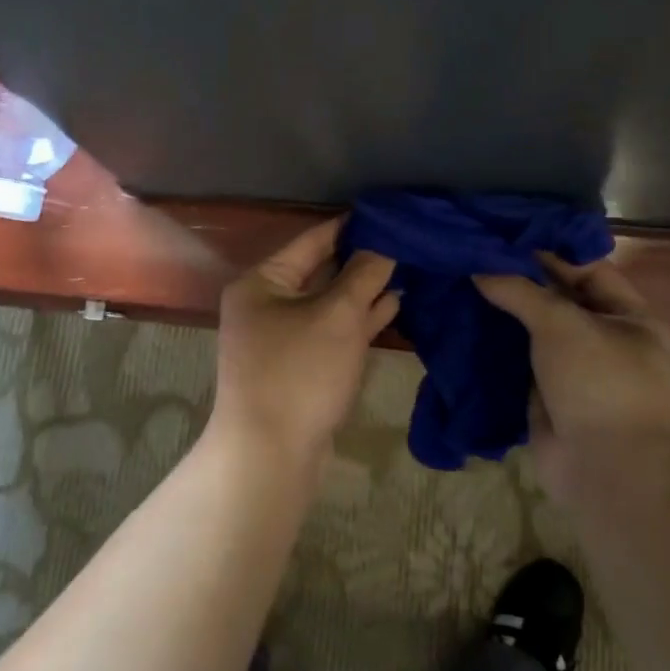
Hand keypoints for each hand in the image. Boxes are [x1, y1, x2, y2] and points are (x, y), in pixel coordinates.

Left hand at [212, 217, 399, 467]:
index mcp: (261, 282)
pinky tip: (393, 304)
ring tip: (408, 268)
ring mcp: (282, 337)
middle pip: (321, 270)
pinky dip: (360, 319)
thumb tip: (384, 243)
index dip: (351, 226)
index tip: (389, 214)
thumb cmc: (300, 372)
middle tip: (406, 241)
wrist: (271, 456)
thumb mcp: (336, 316)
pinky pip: (332, 331)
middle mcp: (266, 304)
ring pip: (330, 303)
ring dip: (365, 290)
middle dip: (362, 260)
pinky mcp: (300, 366)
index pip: (312, 240)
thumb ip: (363, 275)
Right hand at [474, 251, 669, 503]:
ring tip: (462, 279)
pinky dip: (495, 343)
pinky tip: (463, 321)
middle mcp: (606, 339)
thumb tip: (478, 267)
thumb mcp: (562, 324)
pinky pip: (519, 359)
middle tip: (476, 253)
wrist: (605, 471)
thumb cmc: (599, 383)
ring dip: (504, 311)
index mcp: (631, 317)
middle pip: (558, 297)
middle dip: (520, 279)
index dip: (548, 250)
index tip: (505, 233)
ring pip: (535, 330)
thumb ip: (519, 291)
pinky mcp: (547, 394)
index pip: (587, 268)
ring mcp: (575, 369)